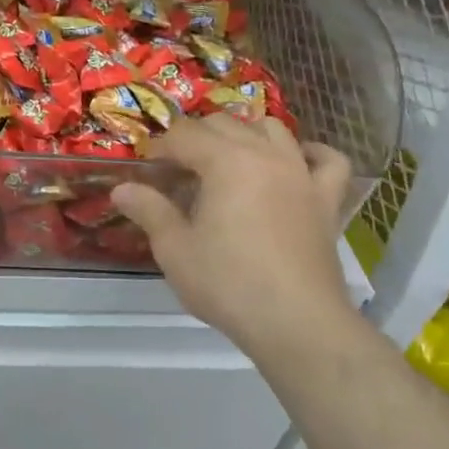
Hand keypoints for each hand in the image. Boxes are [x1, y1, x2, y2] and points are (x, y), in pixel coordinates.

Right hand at [112, 115, 352, 350]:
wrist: (297, 324)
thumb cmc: (228, 284)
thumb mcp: (175, 249)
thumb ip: (149, 210)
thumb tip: (121, 189)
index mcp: (226, 162)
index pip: (185, 135)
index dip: (160, 147)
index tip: (147, 170)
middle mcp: (266, 155)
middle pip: (225, 124)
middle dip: (196, 138)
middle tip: (178, 171)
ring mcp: (302, 175)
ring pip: (273, 130)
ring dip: (246, 134)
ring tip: (228, 160)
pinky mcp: (326, 201)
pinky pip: (328, 161)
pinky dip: (310, 153)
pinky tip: (295, 161)